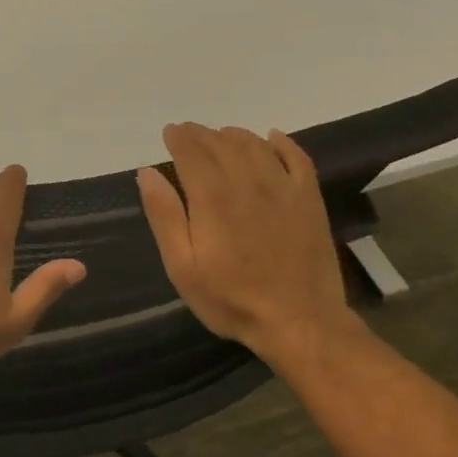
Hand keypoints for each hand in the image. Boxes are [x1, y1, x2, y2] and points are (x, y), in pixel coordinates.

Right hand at [137, 124, 357, 360]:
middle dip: (201, 134)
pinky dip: (281, 143)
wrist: (300, 323)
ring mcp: (283, 188)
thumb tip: (148, 172)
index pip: (192, 150)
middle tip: (188, 133)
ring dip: (233, 135)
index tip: (169, 133)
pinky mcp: (309, 199)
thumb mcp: (183, 266)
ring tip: (220, 137)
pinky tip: (271, 138)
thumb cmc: (232, 298)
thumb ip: (164, 216)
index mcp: (213, 197)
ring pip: (255, 145)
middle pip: (221, 142)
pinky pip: (297, 157)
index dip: (178, 137)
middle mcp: (248, 181)